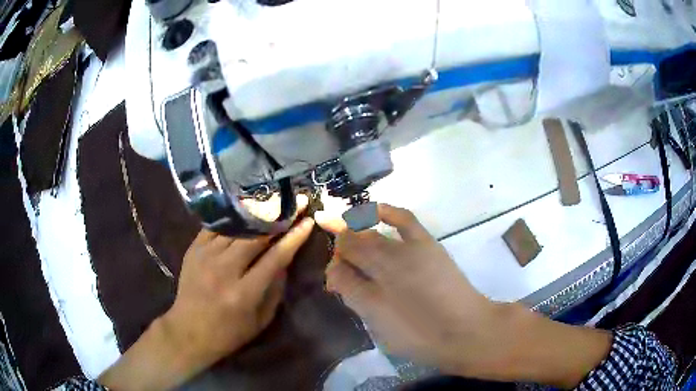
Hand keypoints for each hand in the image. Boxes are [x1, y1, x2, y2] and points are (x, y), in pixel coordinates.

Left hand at [99, 197, 315, 390]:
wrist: (188, 331)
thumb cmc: (229, 332)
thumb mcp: (261, 319)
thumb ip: (275, 288)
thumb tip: (285, 258)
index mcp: (244, 293)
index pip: (275, 258)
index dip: (294, 238)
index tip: (308, 221)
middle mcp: (224, 270)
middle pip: (255, 235)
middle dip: (278, 216)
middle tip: (295, 202)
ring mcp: (205, 256)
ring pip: (236, 225)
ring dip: (257, 212)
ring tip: (273, 201)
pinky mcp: (193, 249)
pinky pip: (216, 225)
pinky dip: (234, 217)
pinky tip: (246, 210)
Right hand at [317, 204, 498, 374]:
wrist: (464, 330)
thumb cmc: (421, 338)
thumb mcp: (381, 328)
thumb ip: (356, 299)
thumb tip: (338, 277)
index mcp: (369, 295)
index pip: (338, 272)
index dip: (332, 272)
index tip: (333, 280)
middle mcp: (382, 266)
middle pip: (351, 247)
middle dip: (341, 251)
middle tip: (343, 264)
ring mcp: (406, 251)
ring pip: (370, 235)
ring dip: (355, 233)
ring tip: (350, 235)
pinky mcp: (426, 244)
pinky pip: (404, 219)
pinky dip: (385, 211)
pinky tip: (374, 210)